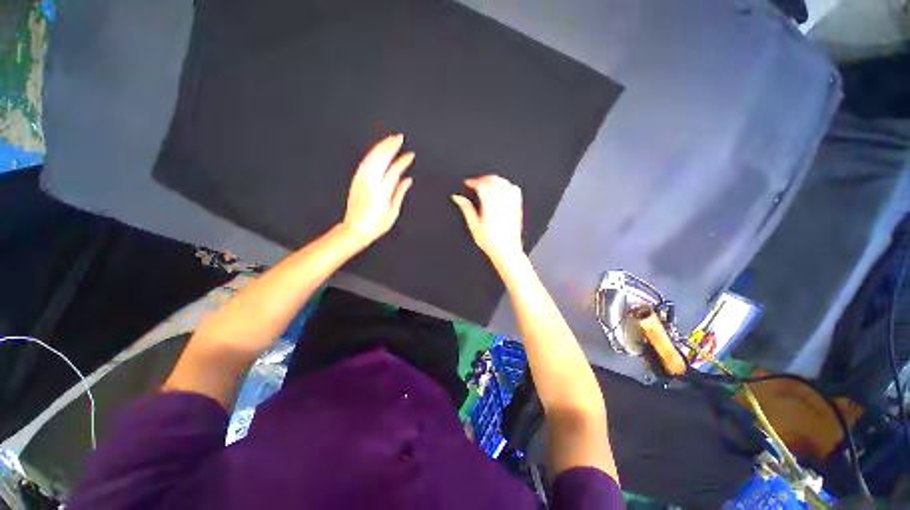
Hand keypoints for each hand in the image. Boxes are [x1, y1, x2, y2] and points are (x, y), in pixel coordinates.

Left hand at [341, 134, 413, 246]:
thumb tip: (408, 179)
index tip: (410, 155)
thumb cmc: (376, 224)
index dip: (403, 161)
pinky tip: (377, 150)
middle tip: (399, 137)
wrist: (355, 229)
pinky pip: (364, 162)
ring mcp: (361, 180)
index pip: (394, 170)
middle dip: (391, 146)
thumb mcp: (393, 211)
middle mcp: (371, 182)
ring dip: (381, 146)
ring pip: (371, 157)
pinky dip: (372, 154)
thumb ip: (400, 193)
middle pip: (381, 158)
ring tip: (390, 139)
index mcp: (382, 191)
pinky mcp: (356, 180)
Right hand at [451, 175, 524, 263]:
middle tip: (475, 183)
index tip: (467, 183)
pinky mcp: (517, 206)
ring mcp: (511, 203)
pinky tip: (501, 190)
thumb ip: (466, 208)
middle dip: (483, 178)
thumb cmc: (491, 241)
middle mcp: (502, 201)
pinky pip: (514, 189)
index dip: (473, 181)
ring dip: (494, 180)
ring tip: (486, 186)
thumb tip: (457, 197)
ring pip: (504, 182)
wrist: (507, 250)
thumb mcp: (473, 225)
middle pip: (494, 179)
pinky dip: (506, 185)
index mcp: (490, 204)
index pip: (481, 184)